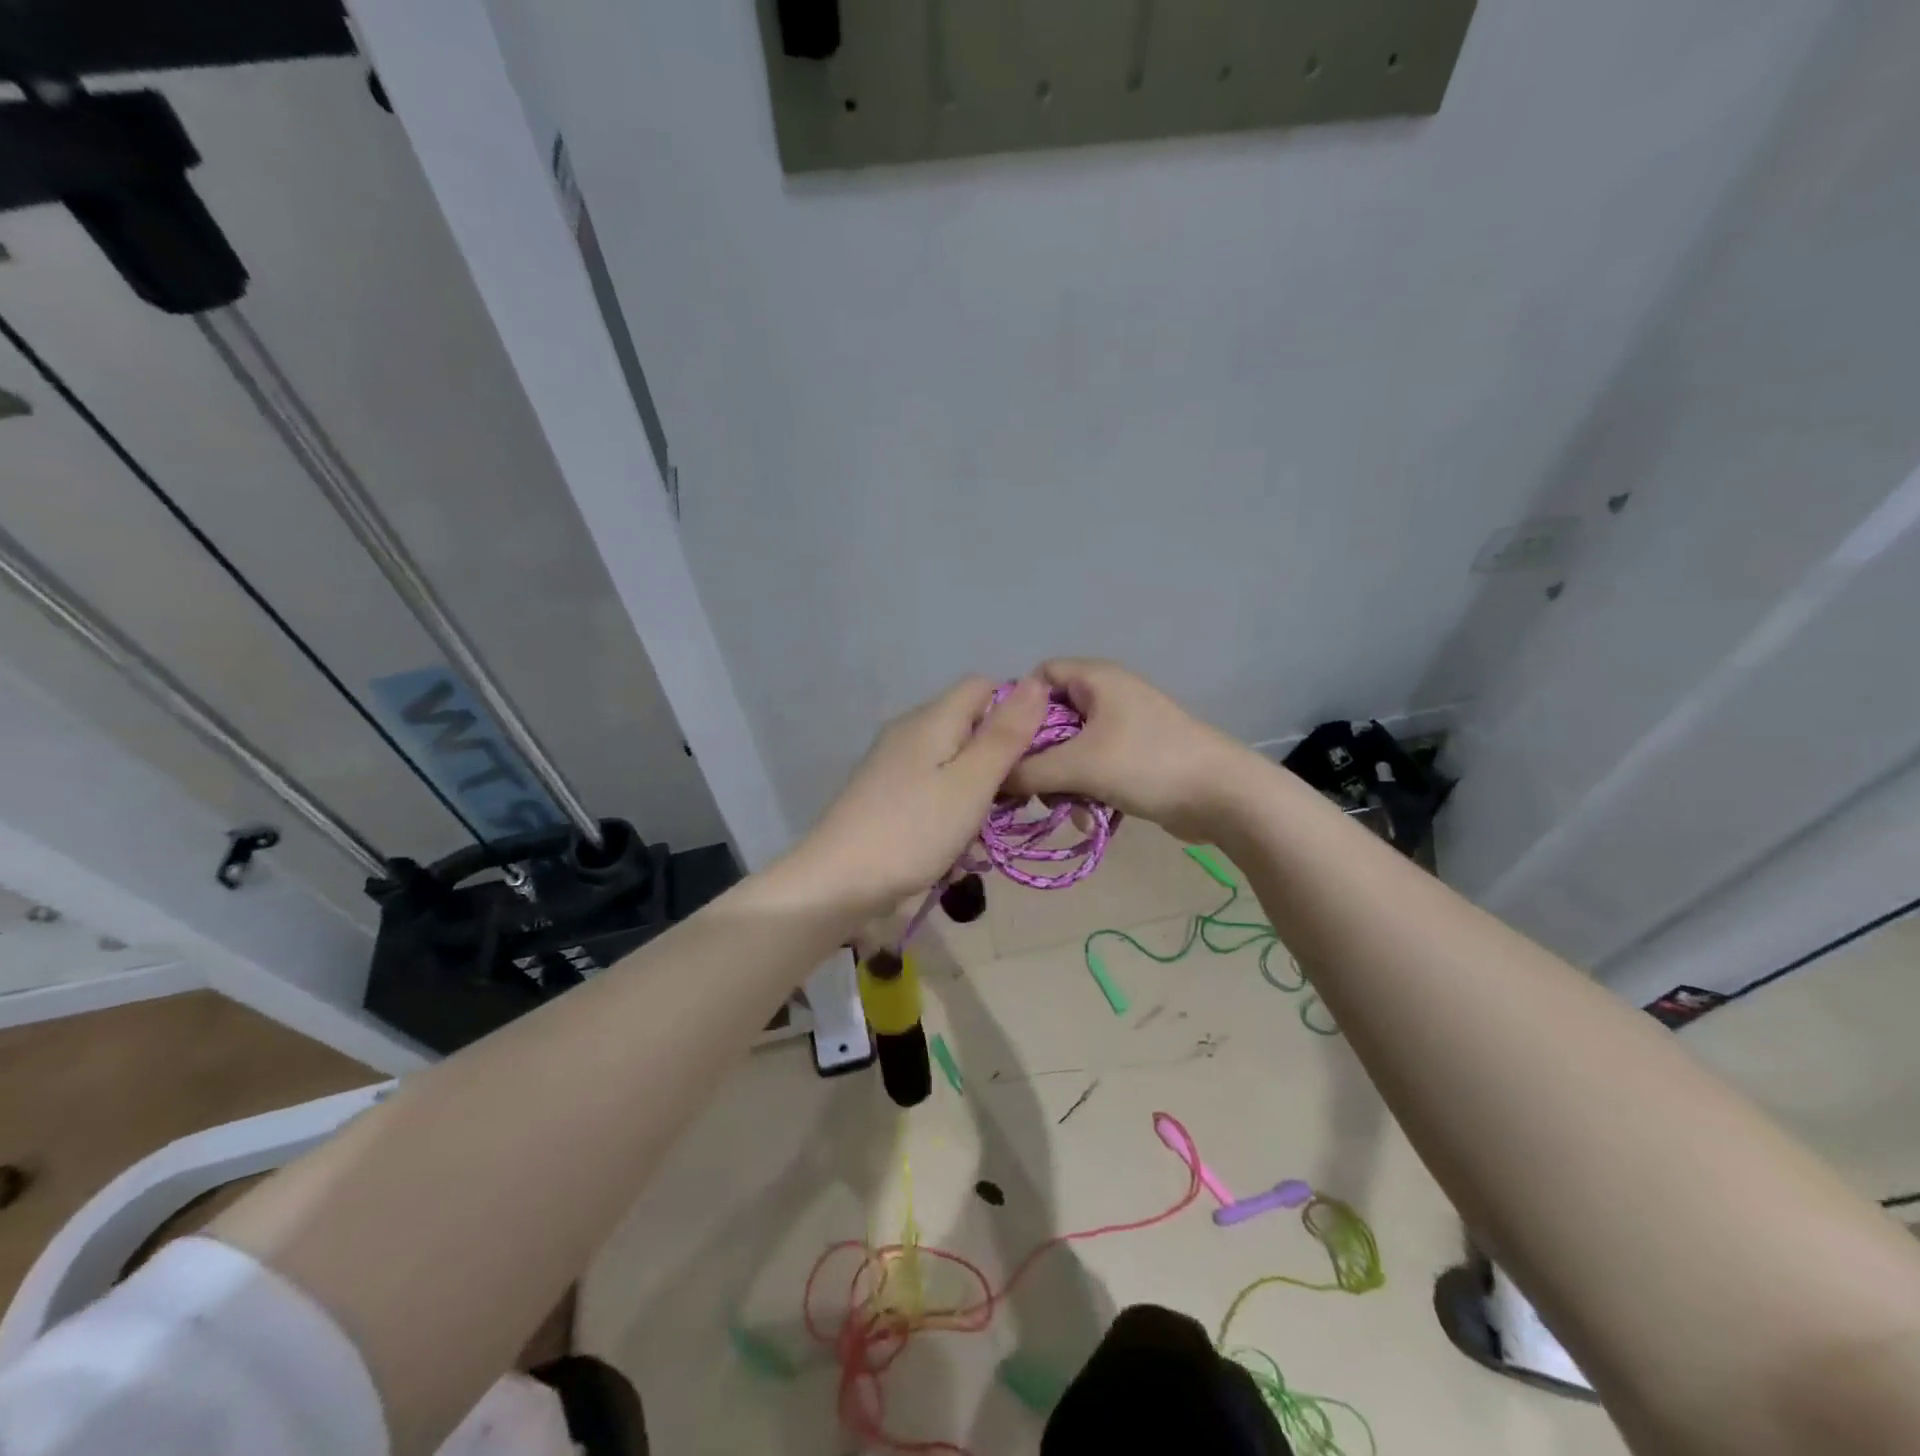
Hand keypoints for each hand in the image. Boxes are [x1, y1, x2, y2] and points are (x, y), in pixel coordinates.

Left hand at [781, 675, 1048, 920]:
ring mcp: (894, 764)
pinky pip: (933, 789)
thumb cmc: (913, 830)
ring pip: (955, 763)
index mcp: (931, 719)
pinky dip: (952, 811)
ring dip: (978, 794)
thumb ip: (1005, 735)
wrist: (837, 882)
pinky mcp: (887, 794)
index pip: (984, 686)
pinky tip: (956, 847)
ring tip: (986, 832)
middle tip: (1017, 801)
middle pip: (970, 726)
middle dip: (1000, 760)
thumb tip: (1037, 682)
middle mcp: (911, 732)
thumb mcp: (971, 783)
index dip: (1016, 710)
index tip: (1036, 753)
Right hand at [1005, 659, 1260, 841]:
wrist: (1222, 796)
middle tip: (1026, 786)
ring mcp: (1123, 726)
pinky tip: (1087, 818)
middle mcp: (1107, 695)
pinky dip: (1085, 789)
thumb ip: (1026, 771)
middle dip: (1037, 755)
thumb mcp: (1078, 766)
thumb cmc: (1147, 764)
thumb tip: (990, 779)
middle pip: (1050, 718)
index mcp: (1095, 678)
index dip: (1016, 708)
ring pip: (1070, 749)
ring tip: (1062, 808)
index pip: (1038, 677)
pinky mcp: (1134, 756)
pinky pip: (1093, 767)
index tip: (1002, 747)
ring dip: (1061, 780)